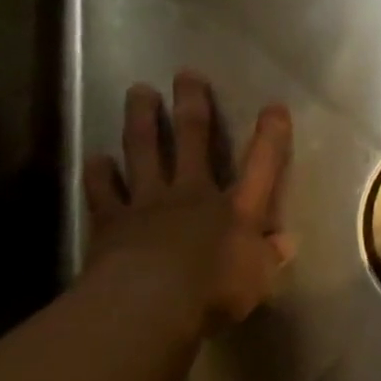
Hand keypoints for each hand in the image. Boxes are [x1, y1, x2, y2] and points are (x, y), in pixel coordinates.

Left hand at [82, 71, 293, 342]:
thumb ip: (269, 257)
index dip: (270, 135)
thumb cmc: (215, 293)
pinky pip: (102, 190)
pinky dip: (98, 173)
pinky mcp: (112, 220)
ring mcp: (148, 203)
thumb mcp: (258, 280)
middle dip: (192, 104)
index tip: (274, 107)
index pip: (261, 165)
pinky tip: (95, 158)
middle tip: (186, 74)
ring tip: (138, 90)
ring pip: (144, 149)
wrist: (149, 305)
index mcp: (236, 208)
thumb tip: (284, 242)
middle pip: (193, 138)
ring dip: (141, 118)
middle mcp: (193, 194)